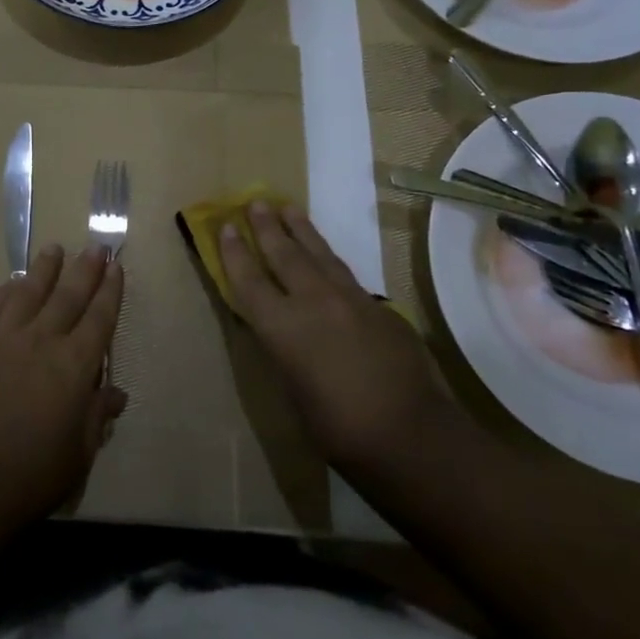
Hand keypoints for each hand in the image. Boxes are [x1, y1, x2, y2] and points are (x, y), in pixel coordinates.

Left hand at [0, 245, 127, 527]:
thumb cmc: (33, 471)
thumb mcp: (79, 451)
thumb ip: (97, 415)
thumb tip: (116, 392)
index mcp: (75, 364)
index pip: (100, 318)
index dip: (110, 291)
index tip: (116, 266)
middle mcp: (43, 340)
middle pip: (68, 295)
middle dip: (85, 269)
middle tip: (95, 246)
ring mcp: (5, 338)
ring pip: (29, 292)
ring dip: (44, 269)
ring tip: (54, 249)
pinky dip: (4, 291)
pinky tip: (11, 282)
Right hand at [218, 200, 446, 466]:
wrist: (414, 436)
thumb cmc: (339, 429)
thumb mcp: (293, 391)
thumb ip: (283, 350)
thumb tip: (280, 329)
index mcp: (283, 328)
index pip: (249, 280)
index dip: (234, 252)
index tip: (225, 226)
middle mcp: (314, 302)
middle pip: (284, 255)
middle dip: (267, 227)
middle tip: (256, 202)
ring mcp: (352, 300)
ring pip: (320, 255)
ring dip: (301, 231)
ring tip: (289, 209)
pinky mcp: (381, 308)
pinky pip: (346, 275)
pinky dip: (329, 260)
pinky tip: (327, 259)